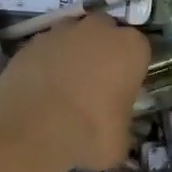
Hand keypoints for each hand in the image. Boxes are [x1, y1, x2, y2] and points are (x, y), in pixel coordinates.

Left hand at [0, 14, 150, 171]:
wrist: (33, 127)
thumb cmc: (89, 132)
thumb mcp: (120, 142)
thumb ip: (122, 127)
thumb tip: (114, 134)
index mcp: (130, 47)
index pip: (140, 50)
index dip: (131, 69)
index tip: (123, 90)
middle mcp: (98, 29)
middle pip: (106, 32)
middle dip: (103, 50)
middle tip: (95, 83)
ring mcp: (62, 31)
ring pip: (74, 35)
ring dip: (73, 52)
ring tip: (64, 85)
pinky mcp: (32, 41)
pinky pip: (46, 48)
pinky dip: (46, 61)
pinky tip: (41, 88)